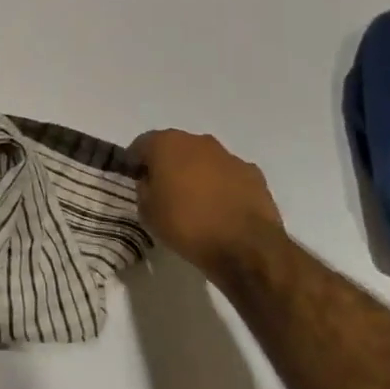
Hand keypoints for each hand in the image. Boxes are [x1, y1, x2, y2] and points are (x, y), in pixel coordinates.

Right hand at [130, 129, 285, 276]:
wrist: (247, 247)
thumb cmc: (188, 226)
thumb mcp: (148, 213)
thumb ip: (144, 189)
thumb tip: (150, 182)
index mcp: (167, 144)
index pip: (142, 144)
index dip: (136, 162)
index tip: (136, 181)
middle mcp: (198, 141)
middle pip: (175, 147)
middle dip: (168, 165)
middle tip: (164, 192)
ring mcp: (229, 156)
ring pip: (204, 159)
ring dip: (197, 174)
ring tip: (195, 203)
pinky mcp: (253, 173)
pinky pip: (228, 175)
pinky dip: (222, 186)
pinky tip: (222, 210)